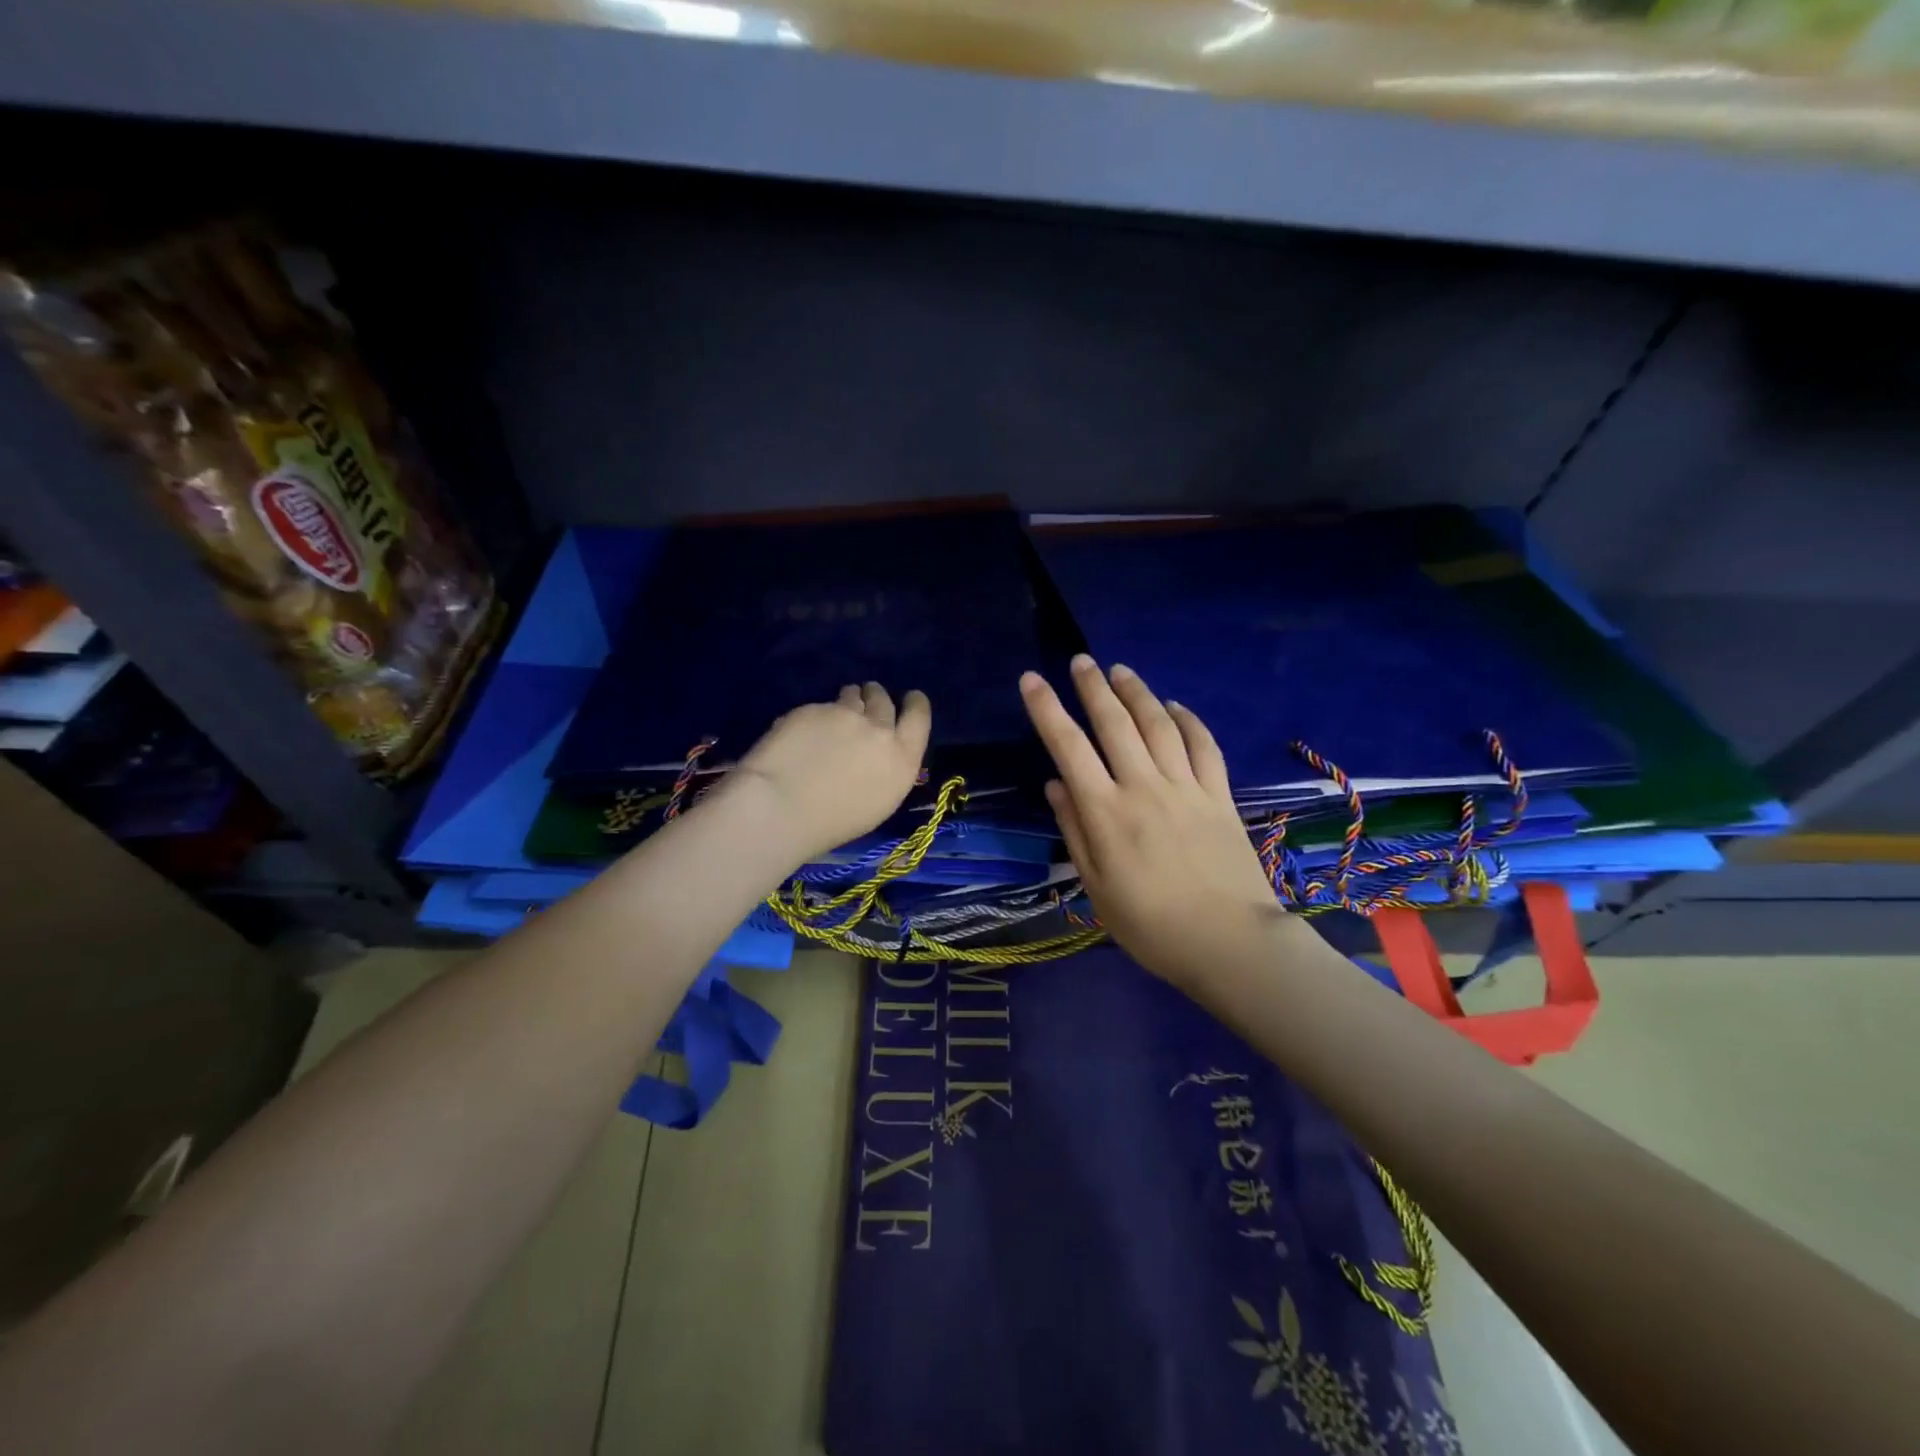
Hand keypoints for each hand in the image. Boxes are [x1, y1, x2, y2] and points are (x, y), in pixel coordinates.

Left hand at [728, 683, 931, 864]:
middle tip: (866, 700)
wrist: (781, 808)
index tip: (910, 698)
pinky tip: (802, 734)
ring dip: (849, 699)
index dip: (915, 703)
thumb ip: (886, 769)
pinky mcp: (813, 708)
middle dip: (876, 696)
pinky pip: (820, 706)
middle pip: (884, 700)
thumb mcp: (879, 802)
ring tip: (835, 714)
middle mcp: (879, 730)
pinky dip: (816, 715)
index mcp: (902, 759)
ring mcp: (845, 715)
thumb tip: (878, 754)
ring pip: (852, 695)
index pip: (919, 716)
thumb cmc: (832, 824)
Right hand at [1020, 656, 1287, 988]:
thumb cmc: (1151, 925)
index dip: (1047, 709)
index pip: (1068, 747)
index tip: (1031, 679)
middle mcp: (1143, 787)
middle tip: (1081, 660)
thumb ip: (1075, 830)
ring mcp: (1185, 787)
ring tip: (1121, 670)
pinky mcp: (1219, 795)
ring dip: (1137, 692)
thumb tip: (1055, 784)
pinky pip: (1203, 745)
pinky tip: (1175, 706)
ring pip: (1158, 725)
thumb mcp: (1096, 887)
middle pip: (1115, 723)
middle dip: (1094, 687)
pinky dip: (1188, 720)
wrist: (1229, 942)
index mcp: (1105, 812)